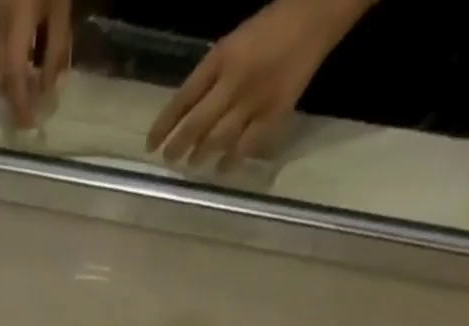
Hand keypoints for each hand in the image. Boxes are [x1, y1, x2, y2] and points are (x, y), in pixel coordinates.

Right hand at [0, 0, 71, 127]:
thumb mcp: (59, 7)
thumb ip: (56, 49)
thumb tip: (51, 88)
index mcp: (14, 28)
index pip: (13, 79)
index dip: (20, 106)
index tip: (29, 126)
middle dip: (12, 99)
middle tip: (29, 111)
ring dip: (9, 83)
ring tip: (30, 88)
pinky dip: (7, 64)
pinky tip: (24, 61)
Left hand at [148, 0, 370, 167]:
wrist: (318, 12)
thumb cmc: (271, 26)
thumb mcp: (233, 43)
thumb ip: (210, 76)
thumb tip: (186, 114)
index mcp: (222, 57)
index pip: (183, 97)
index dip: (164, 124)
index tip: (150, 144)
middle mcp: (235, 81)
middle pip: (197, 124)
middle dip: (179, 146)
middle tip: (169, 159)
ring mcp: (256, 100)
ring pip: (219, 139)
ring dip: (202, 155)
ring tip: (193, 163)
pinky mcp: (276, 113)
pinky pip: (248, 146)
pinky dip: (232, 160)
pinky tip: (223, 168)